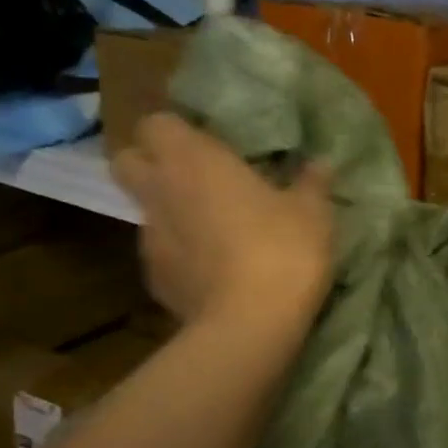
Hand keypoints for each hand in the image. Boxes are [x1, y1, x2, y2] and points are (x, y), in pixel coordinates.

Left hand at [111, 113, 334, 325]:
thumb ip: (312, 183)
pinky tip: (214, 271)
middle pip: (127, 161)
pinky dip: (182, 255)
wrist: (250, 325)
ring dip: (171, 211)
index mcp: (192, 160)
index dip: (177, 130)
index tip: (207, 142)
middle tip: (195, 176)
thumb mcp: (313, 213)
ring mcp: (149, 239)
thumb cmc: (282, 250)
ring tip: (213, 230)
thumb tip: (321, 164)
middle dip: (151, 163)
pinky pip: (162, 253)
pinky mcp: (155, 280)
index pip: (156, 122)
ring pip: (146, 210)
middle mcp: (160, 191)